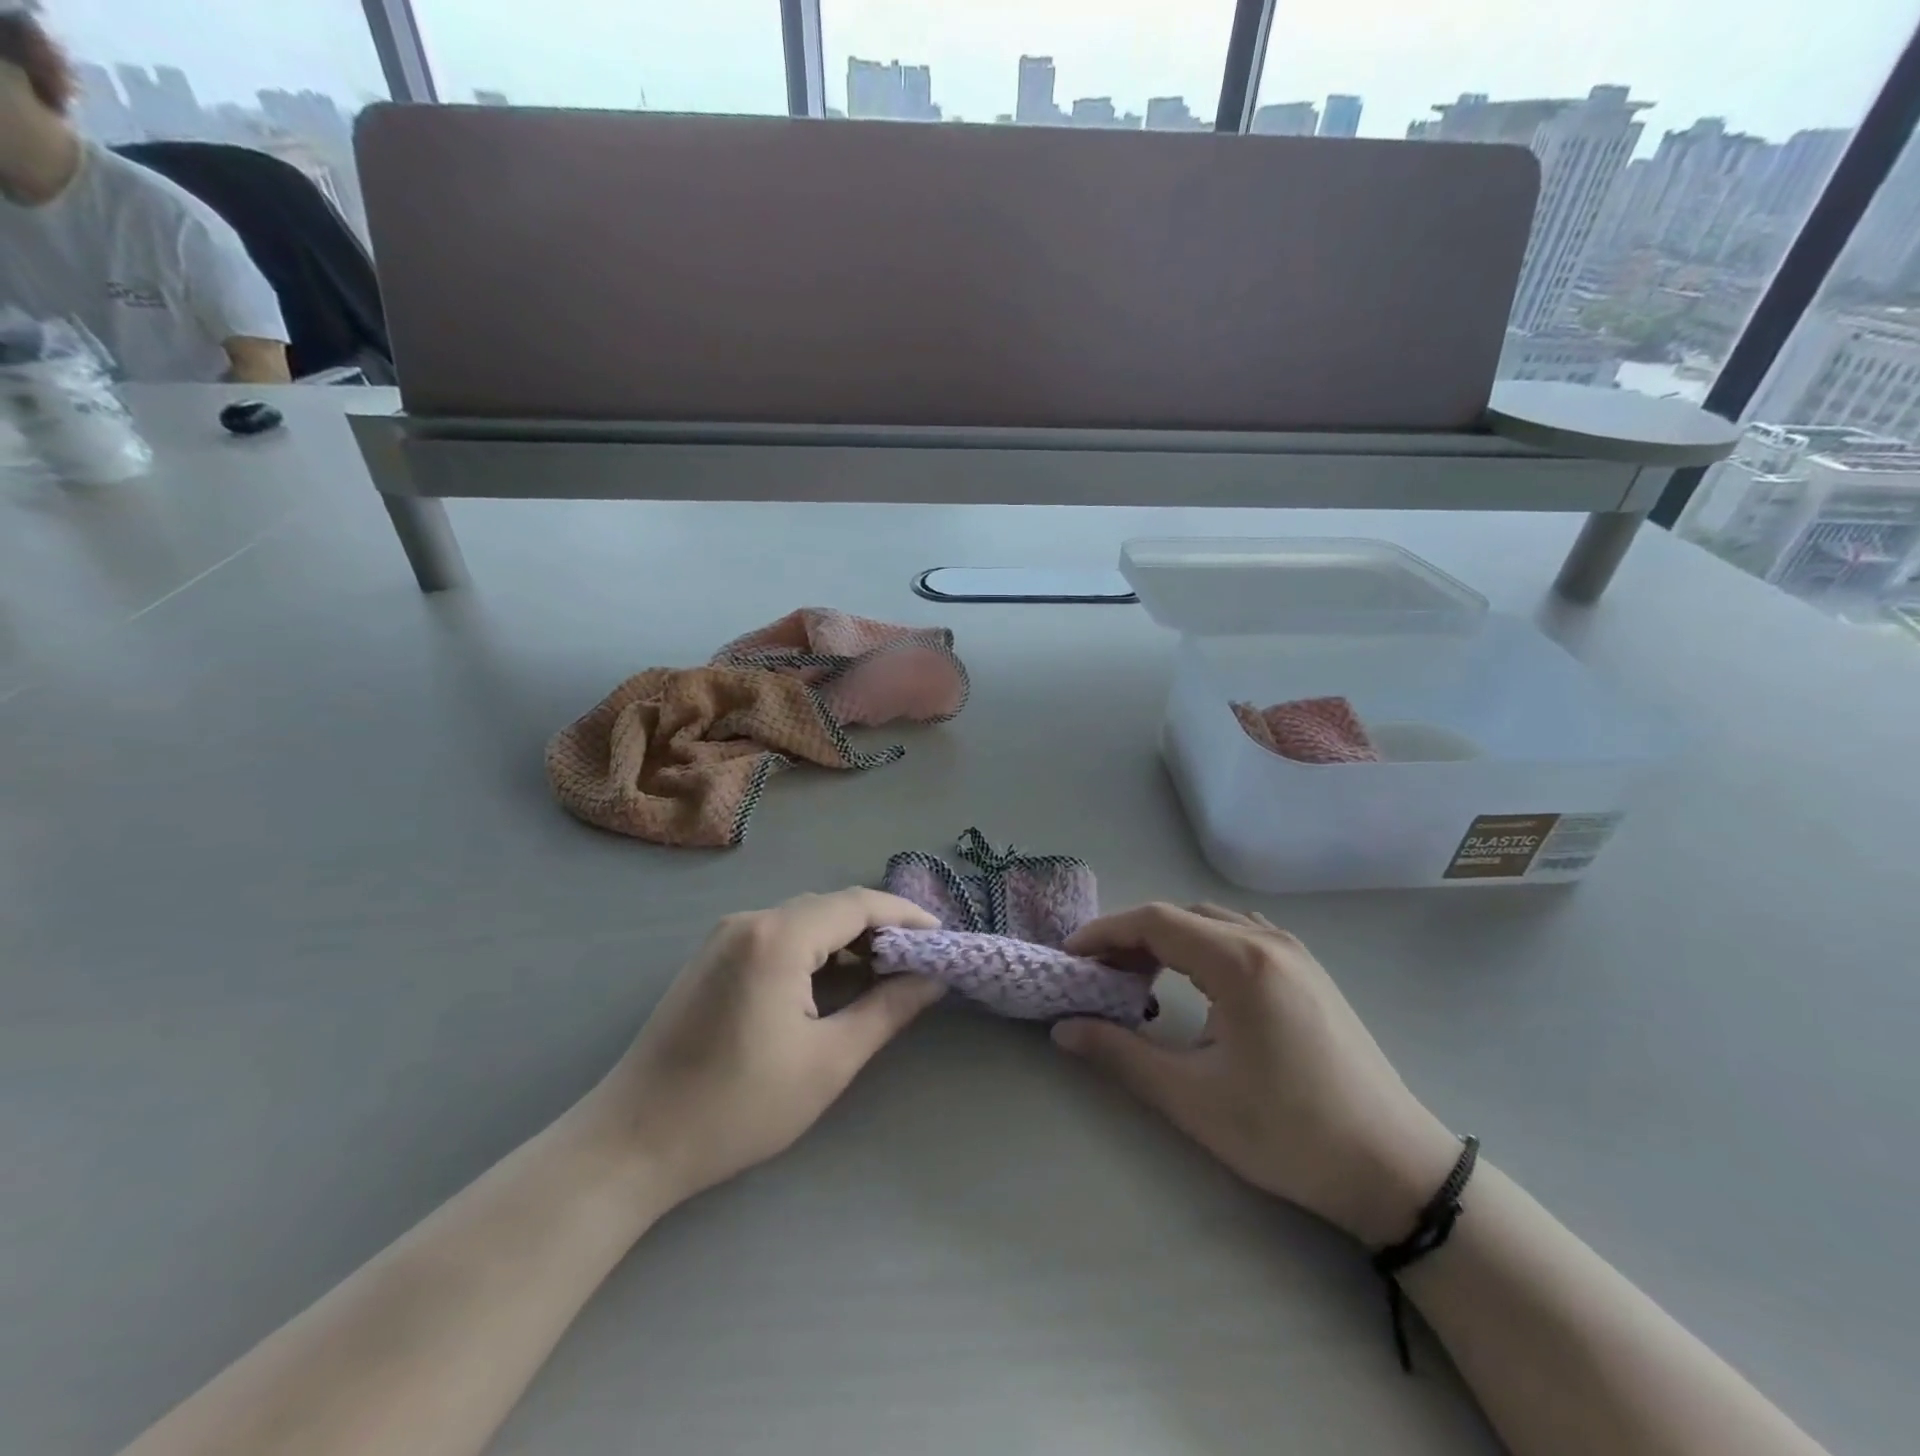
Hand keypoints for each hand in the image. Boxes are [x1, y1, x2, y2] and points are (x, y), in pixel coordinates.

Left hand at [586, 889, 943, 1204]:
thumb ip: (887, 1011)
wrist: (632, 1142)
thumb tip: (933, 979)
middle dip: (880, 928)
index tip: (943, 940)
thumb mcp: (827, 1062)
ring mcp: (725, 936)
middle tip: (920, 961)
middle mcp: (750, 920)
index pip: (859, 904)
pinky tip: (832, 982)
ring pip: (804, 920)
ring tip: (885, 974)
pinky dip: (814, 950)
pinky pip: (778, 936)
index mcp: (778, 937)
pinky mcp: (712, 958)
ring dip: (847, 940)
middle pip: (831, 906)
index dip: (907, 916)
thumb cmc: (737, 1106)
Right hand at [1054, 903, 1462, 1247]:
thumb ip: (1120, 1055)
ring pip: (1211, 922)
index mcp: (1240, 962)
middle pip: (1181, 915)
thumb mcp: (1192, 1098)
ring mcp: (1294, 953)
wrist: (1395, 1168)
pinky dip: (1202, 945)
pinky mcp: (1309, 972)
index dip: (1105, 933)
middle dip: (1131, 937)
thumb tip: (1063, 1031)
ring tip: (1138, 977)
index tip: (1070, 957)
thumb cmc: (1288, 1133)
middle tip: (1098, 974)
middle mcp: (1267, 941)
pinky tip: (1195, 982)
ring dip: (1168, 939)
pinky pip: (1240, 935)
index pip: (1155, 921)